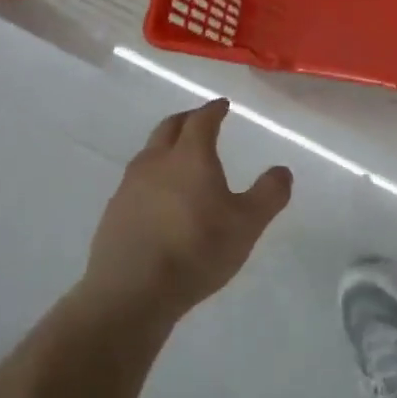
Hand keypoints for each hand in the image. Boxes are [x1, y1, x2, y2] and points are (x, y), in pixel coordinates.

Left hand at [78, 99, 291, 321]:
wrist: (131, 292)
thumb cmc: (197, 250)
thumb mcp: (248, 224)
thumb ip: (269, 194)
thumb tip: (282, 170)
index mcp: (190, 157)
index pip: (202, 120)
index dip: (213, 110)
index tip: (222, 105)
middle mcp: (156, 162)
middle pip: (169, 128)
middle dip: (187, 120)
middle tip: (200, 121)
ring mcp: (129, 187)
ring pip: (149, 153)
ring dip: (167, 147)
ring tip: (181, 158)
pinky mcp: (114, 212)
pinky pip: (137, 181)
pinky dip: (153, 177)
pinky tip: (160, 198)